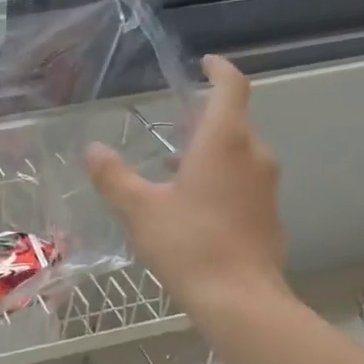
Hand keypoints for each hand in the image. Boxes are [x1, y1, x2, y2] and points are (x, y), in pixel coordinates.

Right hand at [86, 55, 288, 307]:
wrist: (239, 299)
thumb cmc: (188, 244)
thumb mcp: (139, 209)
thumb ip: (115, 176)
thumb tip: (94, 150)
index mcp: (224, 142)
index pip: (231, 87)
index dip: (219, 70)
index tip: (205, 64)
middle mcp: (253, 155)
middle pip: (233, 123)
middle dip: (204, 120)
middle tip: (173, 127)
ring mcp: (266, 187)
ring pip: (239, 155)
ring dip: (211, 154)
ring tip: (175, 171)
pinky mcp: (269, 215)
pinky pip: (245, 183)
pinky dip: (222, 181)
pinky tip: (195, 209)